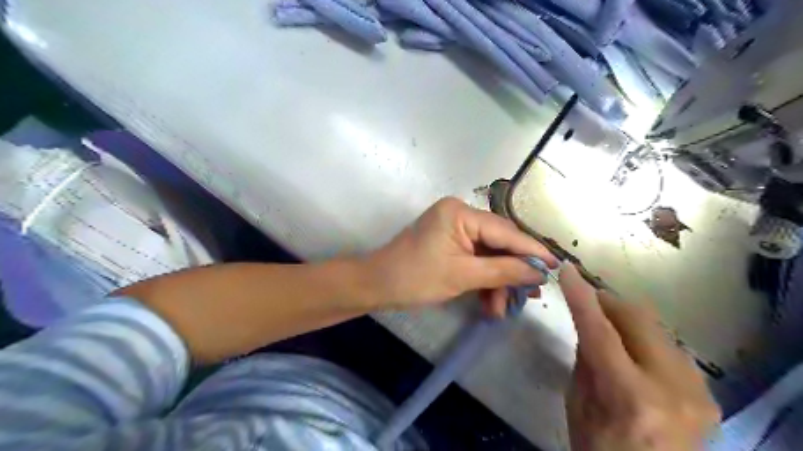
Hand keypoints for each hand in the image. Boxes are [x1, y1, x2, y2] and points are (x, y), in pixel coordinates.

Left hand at [366, 197, 555, 312]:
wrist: (377, 286)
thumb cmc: (415, 278)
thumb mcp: (463, 276)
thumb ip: (504, 271)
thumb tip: (539, 272)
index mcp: (460, 213)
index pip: (506, 231)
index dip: (532, 251)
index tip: (557, 267)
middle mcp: (460, 214)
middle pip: (499, 243)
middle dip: (513, 271)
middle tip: (532, 295)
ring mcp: (455, 229)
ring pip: (489, 254)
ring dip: (498, 281)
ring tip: (507, 308)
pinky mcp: (451, 244)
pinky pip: (476, 259)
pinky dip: (484, 280)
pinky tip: (492, 303)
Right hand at [561, 265, 721, 449]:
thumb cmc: (599, 449)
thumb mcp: (577, 404)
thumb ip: (585, 358)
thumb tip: (589, 322)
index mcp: (630, 397)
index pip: (600, 332)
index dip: (582, 297)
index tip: (568, 270)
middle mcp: (672, 389)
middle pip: (638, 320)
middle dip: (609, 303)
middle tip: (589, 301)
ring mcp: (697, 392)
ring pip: (657, 329)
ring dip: (627, 321)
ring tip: (609, 330)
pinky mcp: (708, 395)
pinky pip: (670, 348)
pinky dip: (645, 340)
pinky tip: (634, 353)